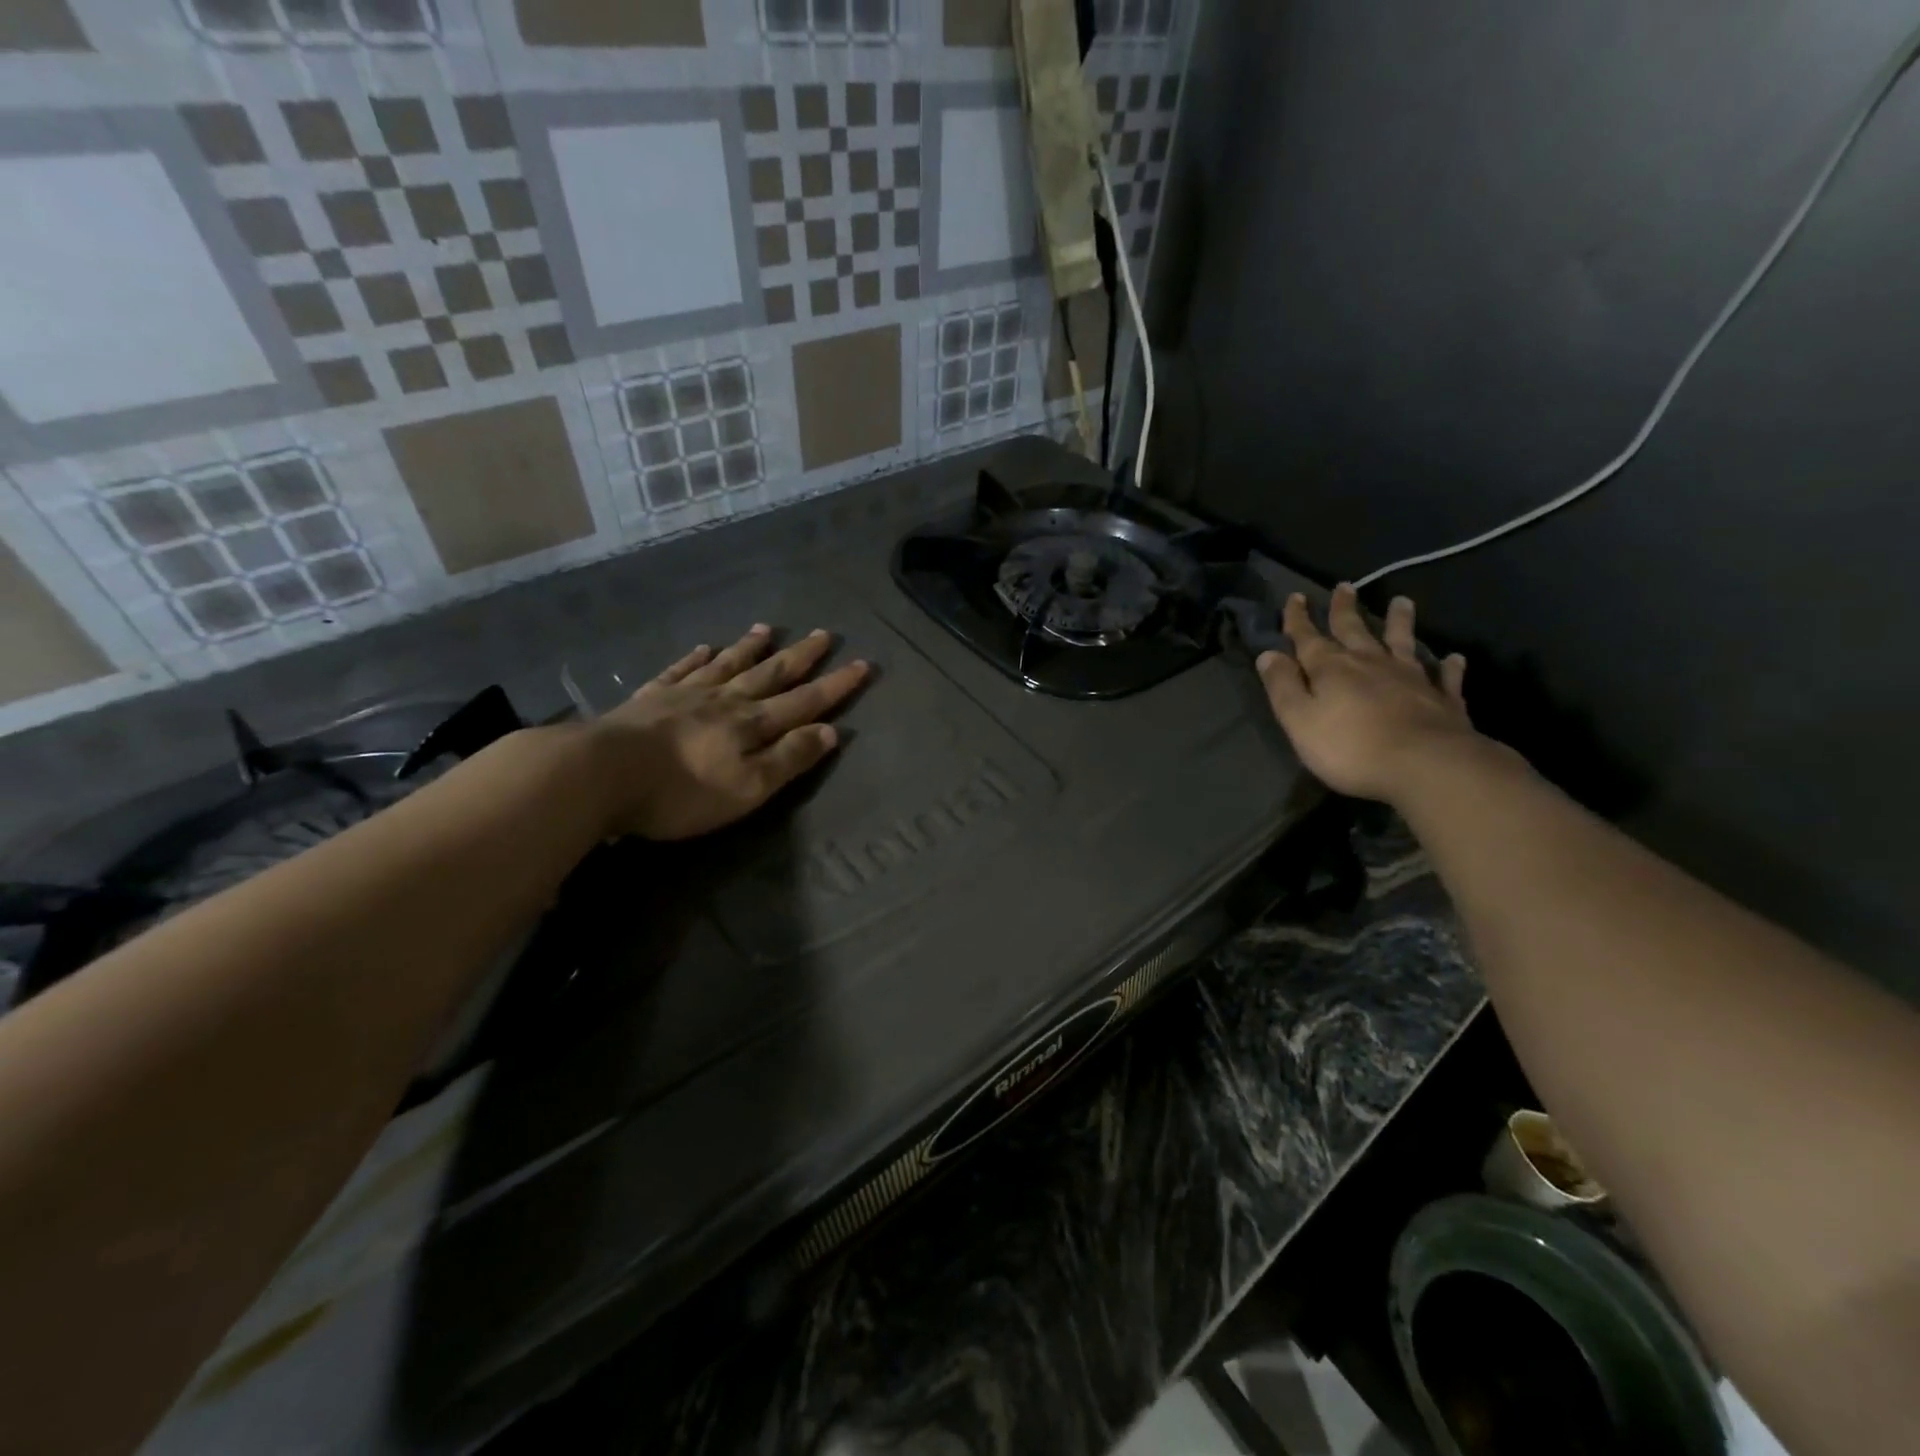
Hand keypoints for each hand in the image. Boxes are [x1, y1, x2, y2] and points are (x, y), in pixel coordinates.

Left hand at [590, 625, 868, 839]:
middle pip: (770, 674)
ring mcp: (685, 694)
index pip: (804, 702)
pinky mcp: (650, 699)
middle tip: (823, 634)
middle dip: (800, 657)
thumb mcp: (749, 787)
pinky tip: (703, 647)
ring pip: (727, 665)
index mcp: (752, 724)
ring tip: (768, 628)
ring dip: (751, 648)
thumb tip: (830, 731)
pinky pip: (680, 670)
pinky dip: (696, 658)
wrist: (602, 774)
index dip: (836, 686)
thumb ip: (789, 758)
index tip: (862, 664)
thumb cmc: (682, 791)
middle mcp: (725, 701)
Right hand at [1255, 585, 1480, 803]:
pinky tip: (1453, 657)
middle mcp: (1370, 663)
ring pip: (1402, 642)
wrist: (1425, 765)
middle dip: (1344, 609)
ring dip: (1400, 622)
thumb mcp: (1299, 720)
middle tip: (1344, 587)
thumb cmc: (1350, 747)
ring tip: (1402, 602)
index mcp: (1331, 669)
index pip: (1308, 637)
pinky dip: (1447, 665)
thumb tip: (1268, 654)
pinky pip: (1444, 676)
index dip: (1298, 619)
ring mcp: (1410, 678)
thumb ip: (1283, 686)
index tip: (1295, 597)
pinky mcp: (1442, 698)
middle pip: (1354, 630)